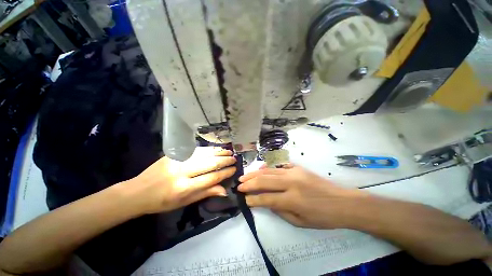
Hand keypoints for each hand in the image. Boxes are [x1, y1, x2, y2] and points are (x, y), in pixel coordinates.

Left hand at [124, 147, 236, 214]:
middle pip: (209, 163)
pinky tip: (215, 149)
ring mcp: (177, 160)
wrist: (138, 192)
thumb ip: (205, 193)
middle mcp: (182, 172)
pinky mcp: (173, 154)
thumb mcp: (184, 203)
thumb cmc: (162, 202)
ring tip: (228, 151)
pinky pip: (194, 150)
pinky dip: (207, 149)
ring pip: (203, 154)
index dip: (225, 173)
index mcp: (184, 188)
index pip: (211, 178)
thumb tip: (224, 190)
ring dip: (218, 152)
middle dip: (224, 160)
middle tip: (234, 158)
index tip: (234, 169)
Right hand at [238, 165, 366, 228]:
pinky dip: (268, 167)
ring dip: (255, 173)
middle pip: (264, 181)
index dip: (253, 199)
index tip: (244, 199)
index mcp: (293, 200)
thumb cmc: (323, 217)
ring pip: (269, 171)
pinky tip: (261, 168)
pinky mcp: (298, 167)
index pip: (266, 198)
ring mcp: (294, 172)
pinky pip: (279, 166)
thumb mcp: (301, 222)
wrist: (343, 202)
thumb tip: (266, 202)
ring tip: (244, 176)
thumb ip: (280, 211)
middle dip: (249, 183)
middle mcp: (291, 183)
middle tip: (239, 184)